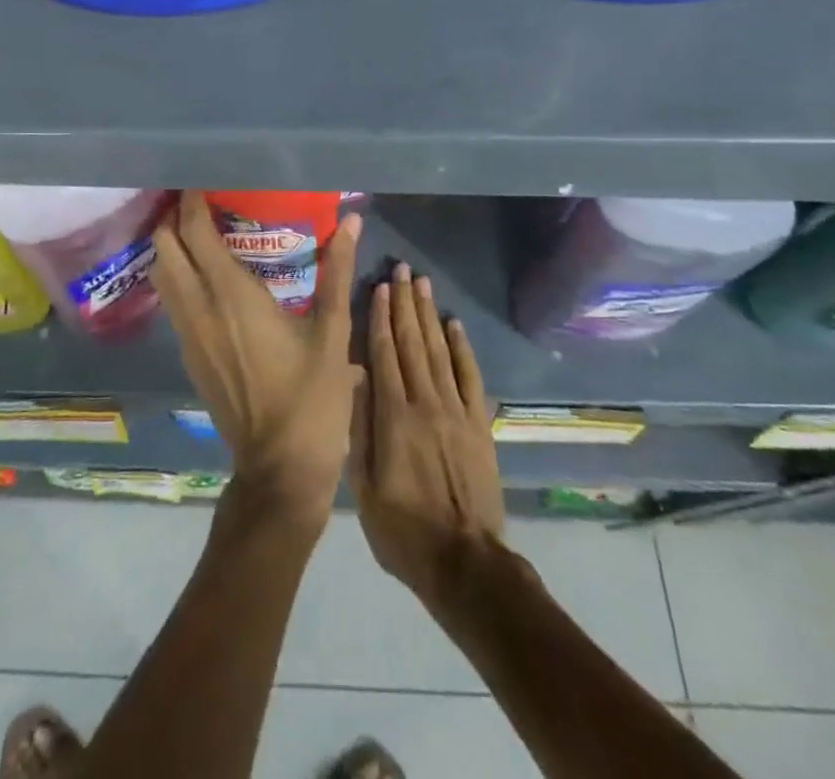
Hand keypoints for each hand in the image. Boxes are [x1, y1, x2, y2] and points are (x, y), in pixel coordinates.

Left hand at [153, 193, 362, 527]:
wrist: (279, 468)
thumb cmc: (311, 398)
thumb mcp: (332, 331)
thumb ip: (337, 270)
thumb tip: (351, 221)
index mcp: (231, 295)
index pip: (194, 232)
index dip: (192, 201)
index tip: (204, 181)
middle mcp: (199, 308)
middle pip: (165, 248)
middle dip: (174, 219)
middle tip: (202, 202)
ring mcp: (188, 335)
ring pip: (162, 276)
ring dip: (172, 247)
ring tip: (201, 231)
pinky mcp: (189, 356)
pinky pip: (172, 302)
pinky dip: (178, 276)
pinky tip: (207, 277)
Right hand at [351, 264, 504, 598]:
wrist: (465, 564)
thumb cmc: (403, 530)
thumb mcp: (364, 489)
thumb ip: (360, 429)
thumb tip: (355, 378)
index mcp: (393, 416)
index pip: (384, 353)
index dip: (380, 317)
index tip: (379, 286)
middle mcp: (425, 402)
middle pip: (412, 342)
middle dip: (405, 303)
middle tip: (402, 269)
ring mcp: (456, 411)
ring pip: (439, 351)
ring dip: (429, 315)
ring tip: (423, 284)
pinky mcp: (480, 424)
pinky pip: (471, 376)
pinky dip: (463, 348)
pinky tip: (454, 324)